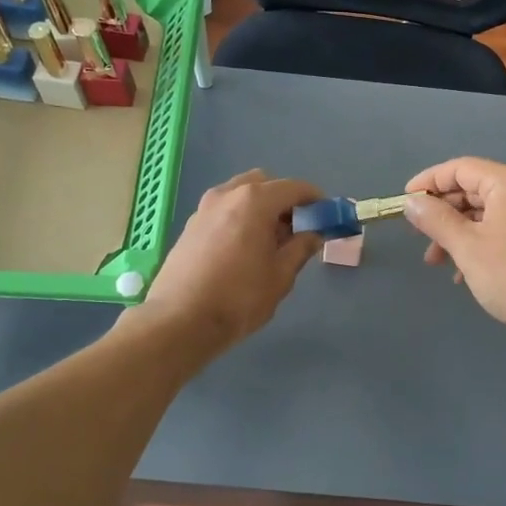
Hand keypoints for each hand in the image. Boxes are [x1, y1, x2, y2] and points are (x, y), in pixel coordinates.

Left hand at [136, 170, 322, 355]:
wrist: (179, 321)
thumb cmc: (239, 298)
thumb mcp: (280, 276)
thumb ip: (300, 248)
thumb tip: (313, 234)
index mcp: (254, 201)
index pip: (293, 188)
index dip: (314, 199)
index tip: (326, 215)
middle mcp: (227, 195)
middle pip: (264, 185)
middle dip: (284, 201)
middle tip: (295, 230)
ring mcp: (204, 209)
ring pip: (240, 196)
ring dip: (259, 209)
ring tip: (268, 243)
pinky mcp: (190, 227)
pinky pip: (223, 212)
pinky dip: (239, 219)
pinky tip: (242, 251)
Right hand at [402, 157, 505, 341]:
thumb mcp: (467, 247)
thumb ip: (436, 220)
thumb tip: (411, 201)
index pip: (459, 168)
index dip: (428, 182)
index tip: (403, 203)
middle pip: (470, 189)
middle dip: (441, 212)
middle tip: (417, 236)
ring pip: (481, 213)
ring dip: (454, 233)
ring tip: (436, 262)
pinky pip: (496, 230)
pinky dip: (475, 244)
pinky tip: (461, 273)